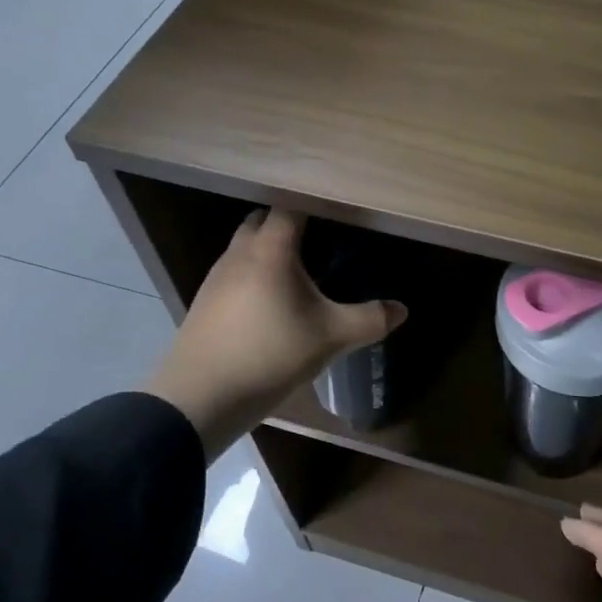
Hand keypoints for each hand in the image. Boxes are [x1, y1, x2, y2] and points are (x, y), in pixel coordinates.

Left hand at [143, 209, 405, 455]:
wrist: (200, 397)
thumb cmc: (270, 354)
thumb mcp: (330, 338)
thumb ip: (369, 320)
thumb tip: (402, 309)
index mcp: (271, 249)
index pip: (290, 206)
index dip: (313, 204)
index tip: (337, 212)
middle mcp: (239, 253)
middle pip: (262, 220)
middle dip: (288, 223)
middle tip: (321, 239)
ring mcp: (216, 277)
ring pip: (245, 246)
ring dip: (268, 249)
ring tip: (298, 272)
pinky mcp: (205, 301)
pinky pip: (234, 272)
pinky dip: (253, 274)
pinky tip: (269, 303)